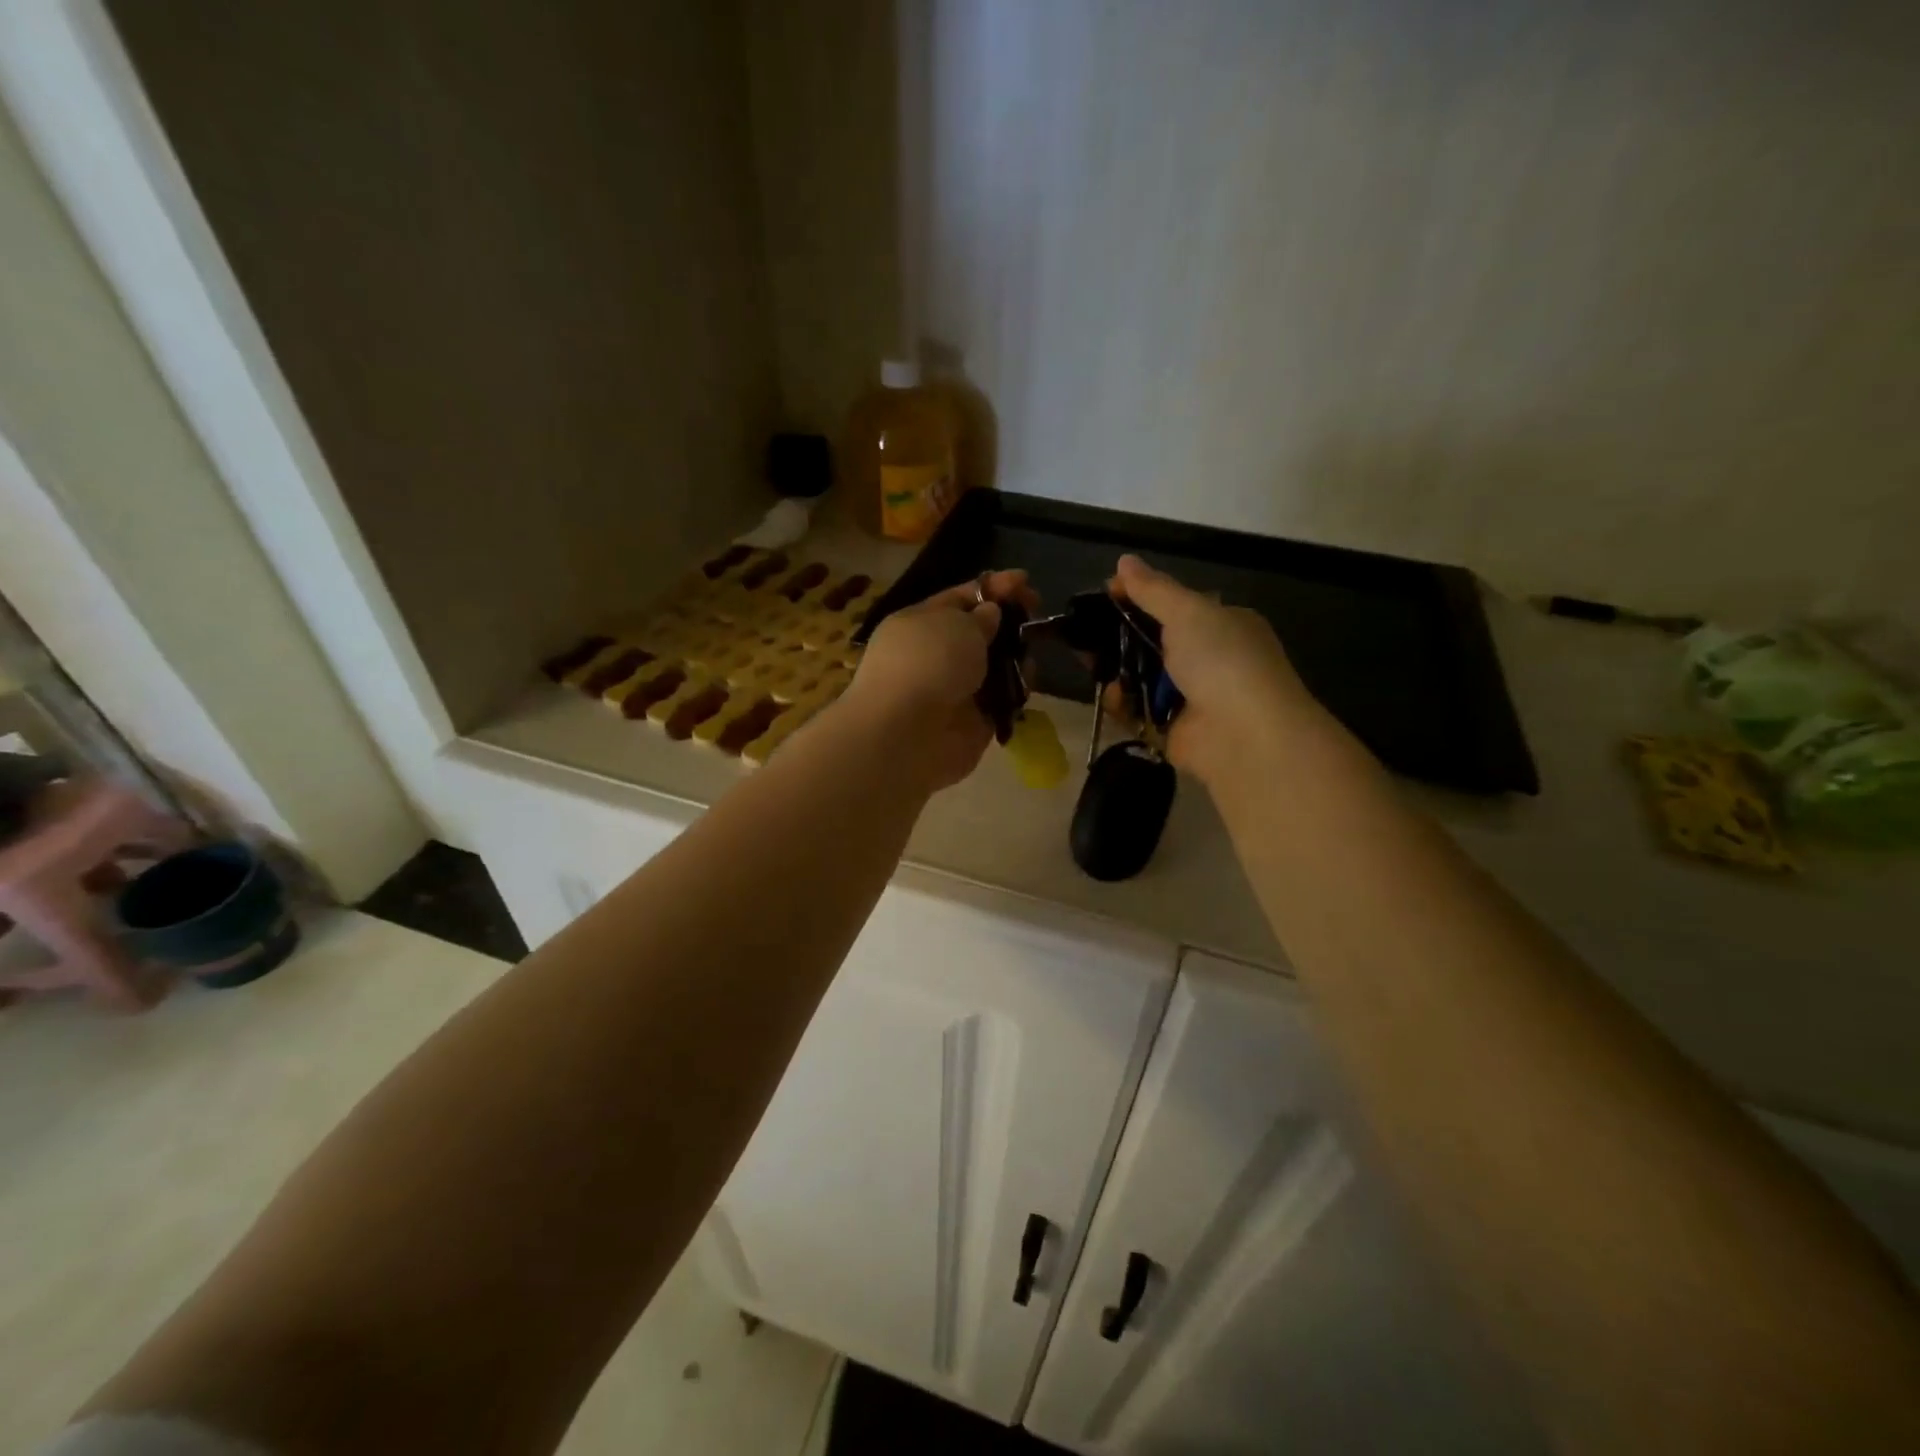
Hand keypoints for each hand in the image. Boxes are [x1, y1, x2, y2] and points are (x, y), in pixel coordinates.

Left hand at [841, 570, 1038, 789]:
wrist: (907, 735)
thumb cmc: (927, 663)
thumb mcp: (956, 624)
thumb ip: (980, 617)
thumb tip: (990, 615)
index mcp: (918, 623)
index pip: (959, 598)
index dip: (992, 587)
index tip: (1024, 580)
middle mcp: (934, 655)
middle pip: (978, 632)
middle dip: (1008, 620)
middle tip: (1036, 611)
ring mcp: (953, 690)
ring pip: (993, 665)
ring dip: (1015, 654)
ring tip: (1033, 644)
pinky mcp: (972, 722)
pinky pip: (1000, 698)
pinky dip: (1016, 688)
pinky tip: (1028, 679)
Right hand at [1110, 554, 1333, 786]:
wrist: (1243, 734)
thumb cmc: (1222, 660)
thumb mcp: (1187, 612)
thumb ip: (1153, 589)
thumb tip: (1124, 561)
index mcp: (1223, 624)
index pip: (1175, 605)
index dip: (1140, 598)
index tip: (1106, 594)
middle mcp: (1210, 659)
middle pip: (1154, 643)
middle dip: (1120, 638)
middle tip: (1084, 633)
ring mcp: (1192, 697)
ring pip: (1142, 678)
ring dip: (1117, 671)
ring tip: (1089, 663)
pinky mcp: (1174, 730)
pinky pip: (1140, 711)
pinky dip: (1123, 704)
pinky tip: (1111, 696)